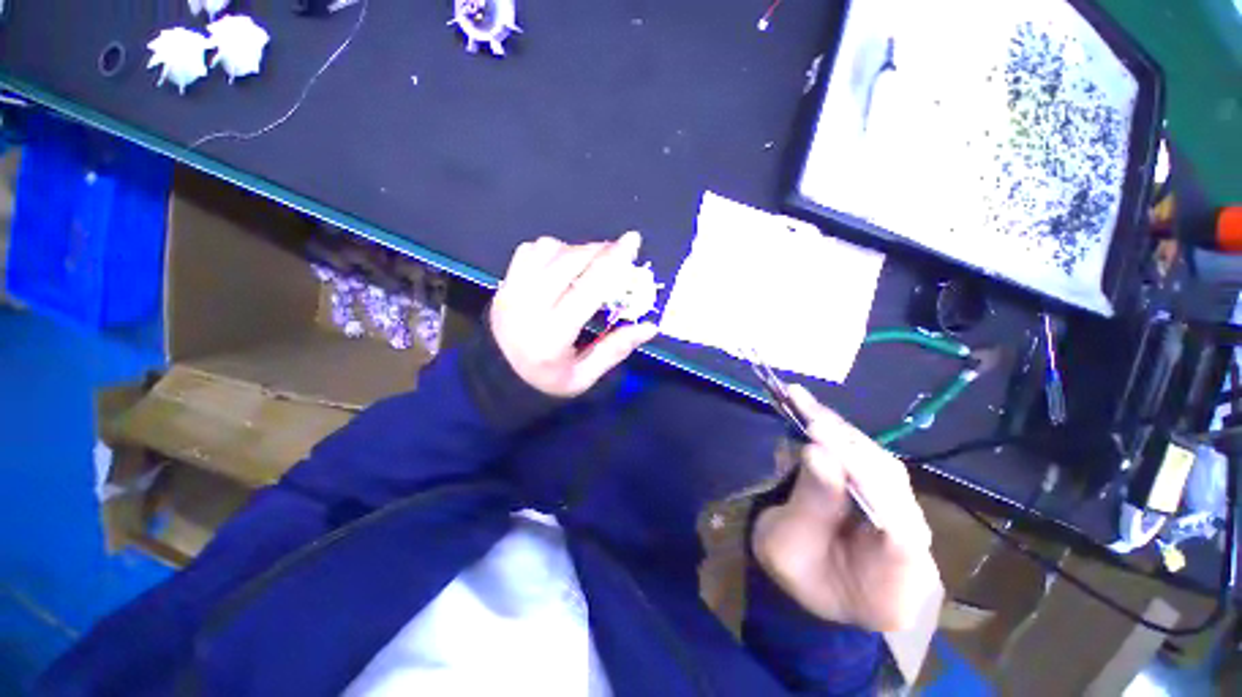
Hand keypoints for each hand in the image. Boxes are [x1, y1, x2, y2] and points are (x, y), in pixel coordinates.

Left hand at [490, 232, 658, 397]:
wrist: (495, 379)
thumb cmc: (545, 382)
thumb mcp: (583, 378)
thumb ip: (615, 350)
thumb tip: (650, 327)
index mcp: (552, 335)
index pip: (587, 288)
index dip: (613, 262)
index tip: (633, 241)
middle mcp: (529, 306)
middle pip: (569, 260)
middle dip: (599, 250)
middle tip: (617, 254)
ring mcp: (512, 291)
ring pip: (548, 249)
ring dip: (575, 250)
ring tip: (588, 264)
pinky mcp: (503, 284)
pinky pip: (529, 250)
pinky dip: (551, 250)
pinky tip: (561, 265)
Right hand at [751, 385, 939, 631]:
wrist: (812, 583)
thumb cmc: (797, 575)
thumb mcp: (785, 547)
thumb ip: (809, 505)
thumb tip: (818, 451)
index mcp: (895, 582)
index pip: (894, 522)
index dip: (860, 474)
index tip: (818, 435)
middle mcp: (916, 544)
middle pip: (889, 481)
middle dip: (843, 443)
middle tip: (803, 407)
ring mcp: (906, 515)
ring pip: (880, 463)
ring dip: (840, 431)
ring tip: (804, 403)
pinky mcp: (890, 493)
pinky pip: (869, 459)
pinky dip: (840, 435)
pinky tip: (816, 414)